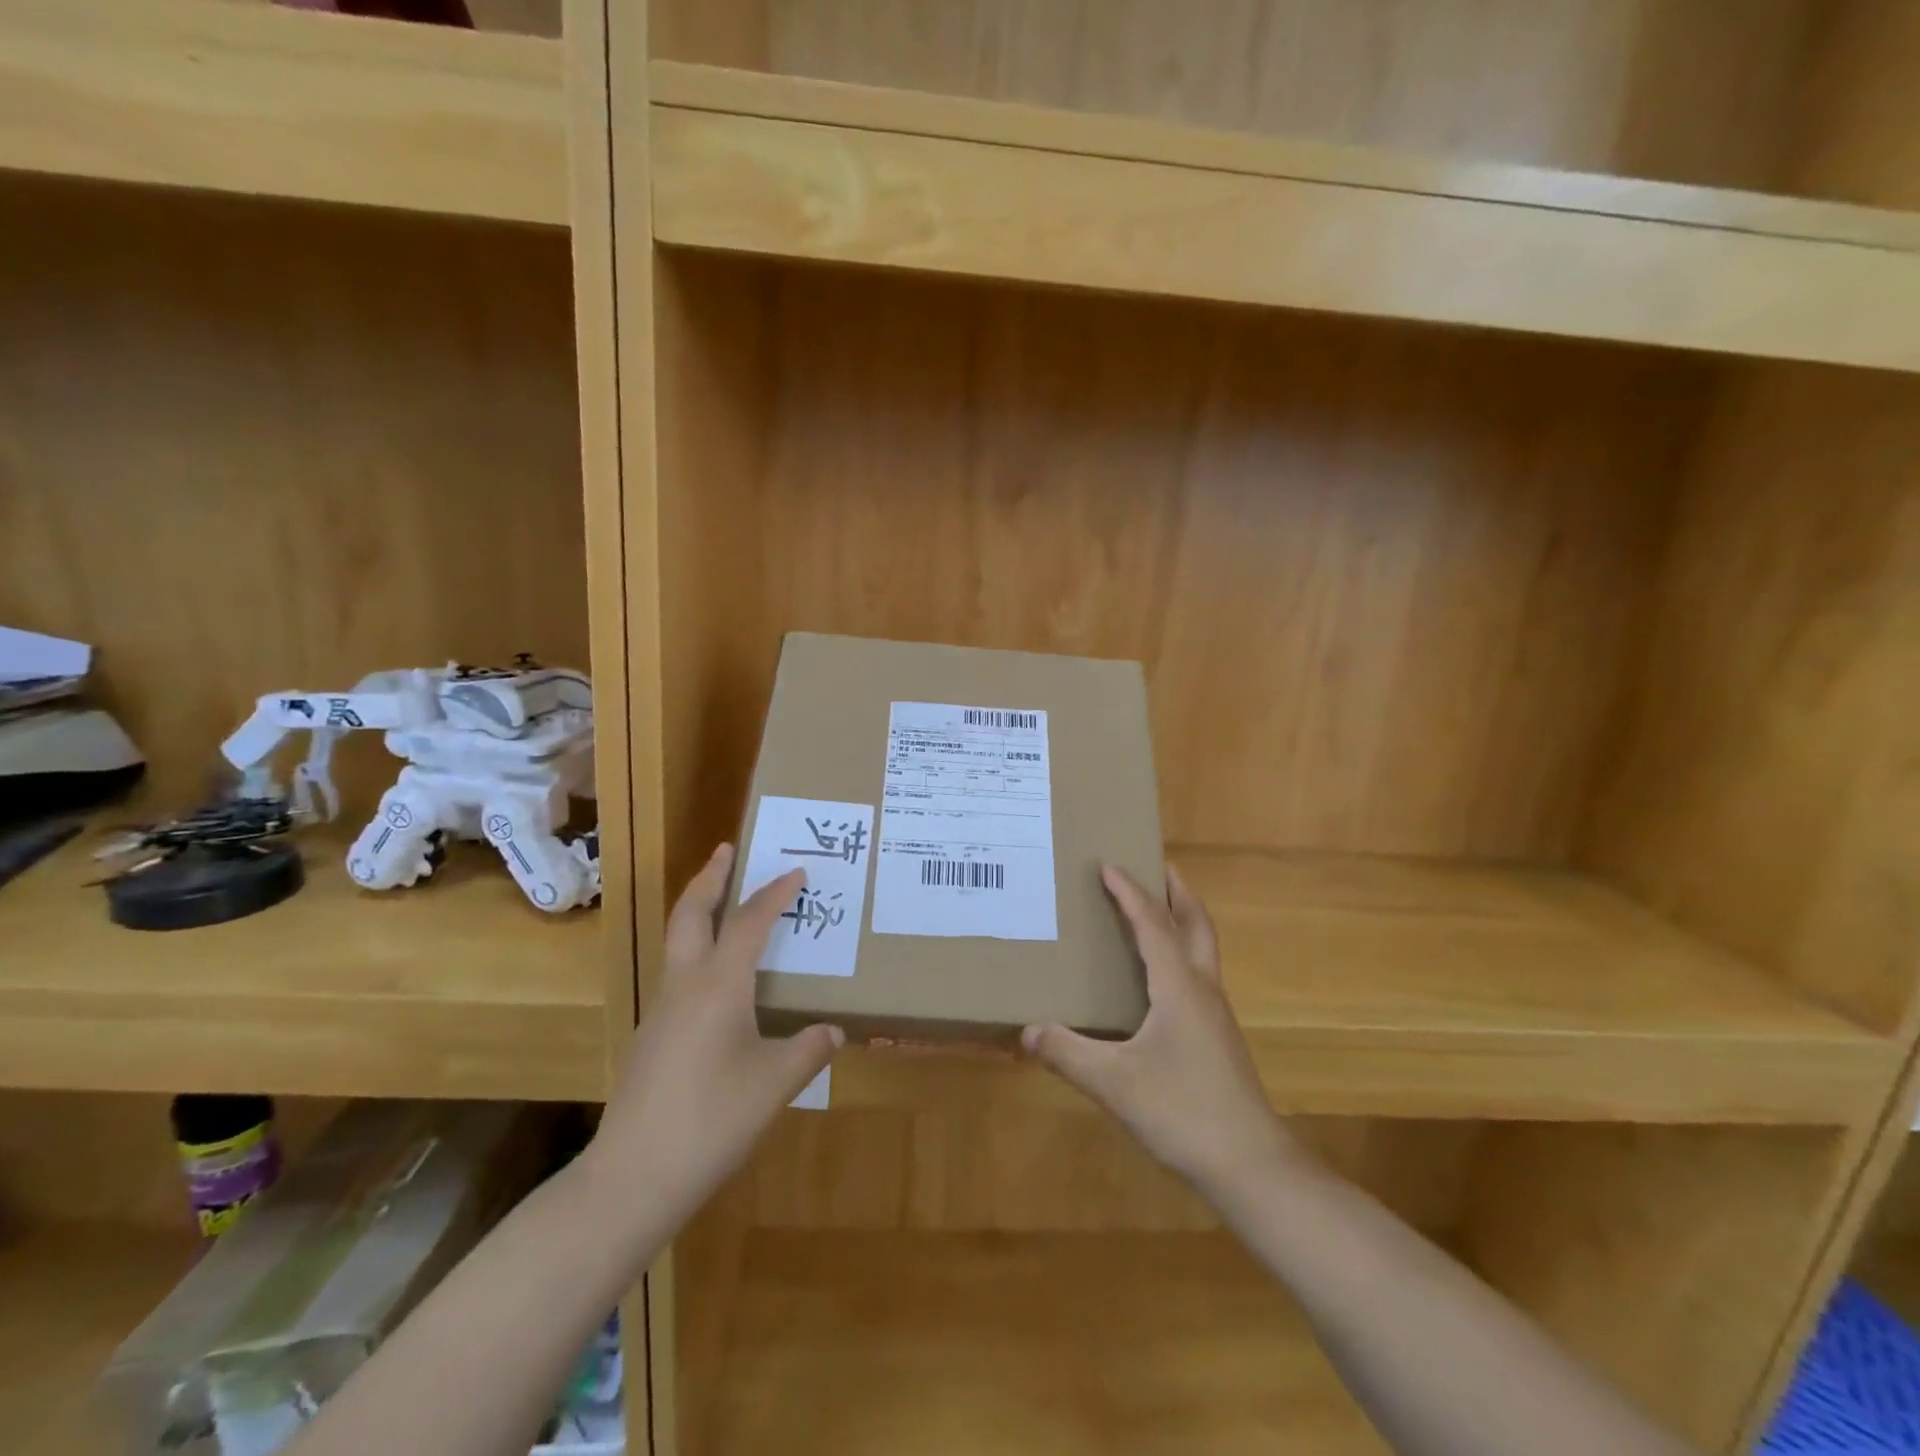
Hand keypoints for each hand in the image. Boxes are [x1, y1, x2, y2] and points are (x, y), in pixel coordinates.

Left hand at [584, 844, 842, 1222]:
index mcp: (719, 985)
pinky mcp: (652, 1037)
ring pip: (677, 941)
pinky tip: (719, 980)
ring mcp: (661, 1010)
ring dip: (699, 910)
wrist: (633, 1177)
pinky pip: (678, 973)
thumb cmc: (711, 1120)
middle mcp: (685, 985)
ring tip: (724, 902)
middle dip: (710, 877)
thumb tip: (833, 1030)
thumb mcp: (774, 1083)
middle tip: (728, 850)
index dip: (774, 893)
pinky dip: (697, 951)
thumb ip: (808, 1050)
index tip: (796, 871)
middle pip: (691, 912)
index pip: (749, 921)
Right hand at [1022, 864, 1292, 1196]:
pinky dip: (1183, 953)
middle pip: (1196, 924)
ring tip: (1160, 910)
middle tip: (1158, 866)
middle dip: (1177, 892)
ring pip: (1203, 949)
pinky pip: (1200, 975)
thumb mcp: (1114, 1083)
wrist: (1251, 1165)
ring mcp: (1216, 1014)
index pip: (1152, 924)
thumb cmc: (1182, 1111)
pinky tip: (1162, 979)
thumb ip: (1068, 1053)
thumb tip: (1027, 1030)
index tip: (1109, 865)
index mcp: (1178, 986)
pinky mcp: (1219, 1037)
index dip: (1129, 893)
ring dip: (1184, 920)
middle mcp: (1202, 989)